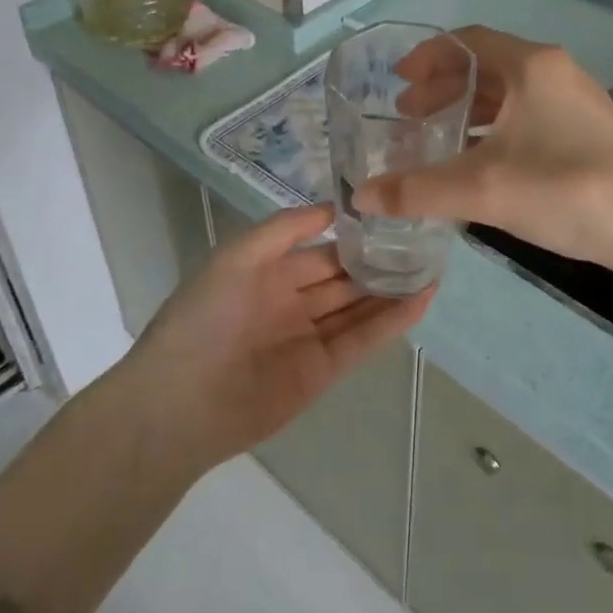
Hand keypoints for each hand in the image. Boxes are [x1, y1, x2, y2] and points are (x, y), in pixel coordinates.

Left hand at [128, 204, 432, 468]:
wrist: (179, 404)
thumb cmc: (203, 318)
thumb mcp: (237, 257)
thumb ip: (284, 229)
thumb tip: (333, 208)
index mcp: (269, 274)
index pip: (322, 250)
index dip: (355, 235)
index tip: (393, 215)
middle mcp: (292, 302)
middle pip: (345, 278)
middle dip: (380, 261)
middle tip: (424, 240)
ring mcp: (309, 337)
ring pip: (359, 307)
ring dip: (393, 289)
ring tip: (433, 265)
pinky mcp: (323, 371)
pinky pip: (362, 340)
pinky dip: (392, 321)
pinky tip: (422, 298)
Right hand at [355, 26, 612, 274]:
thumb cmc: (567, 191)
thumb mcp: (483, 190)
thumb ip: (418, 191)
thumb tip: (360, 197)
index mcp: (531, 66)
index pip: (467, 41)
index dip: (427, 57)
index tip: (397, 82)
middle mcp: (554, 71)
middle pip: (486, 65)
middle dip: (443, 86)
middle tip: (408, 116)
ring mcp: (576, 100)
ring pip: (509, 92)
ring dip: (468, 108)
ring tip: (436, 137)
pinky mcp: (587, 129)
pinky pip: (528, 113)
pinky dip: (495, 126)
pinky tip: (480, 160)